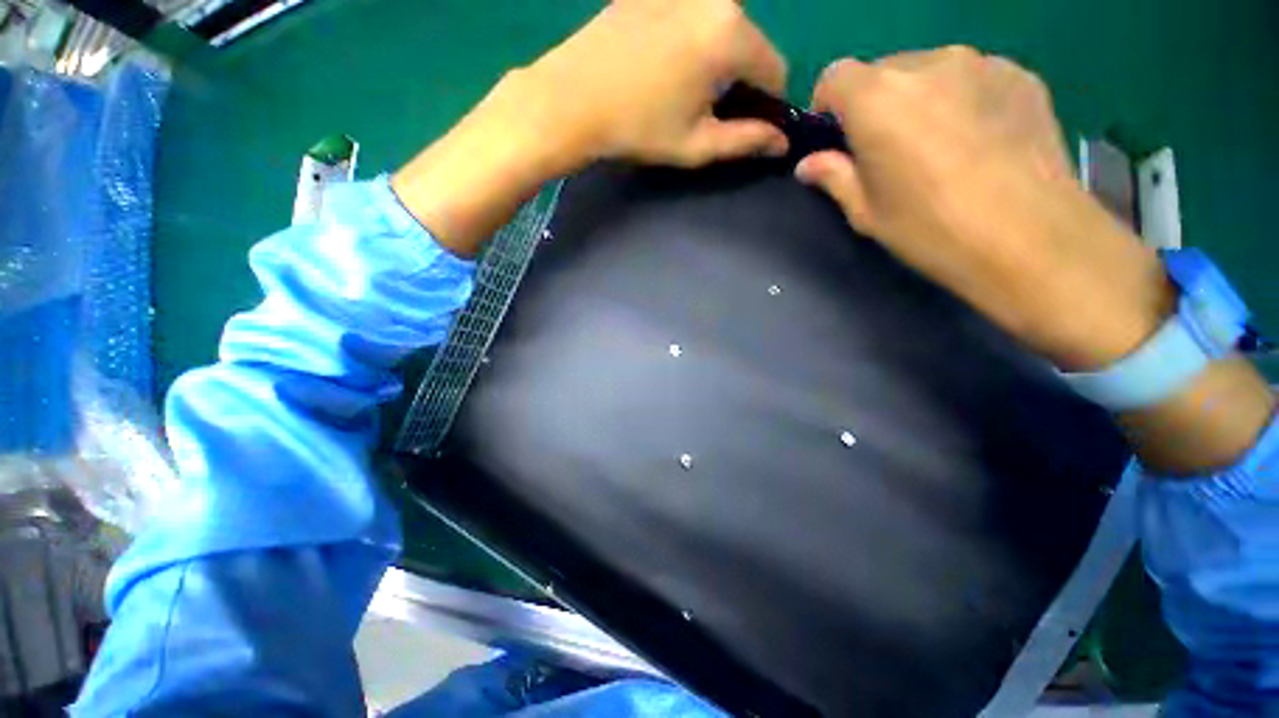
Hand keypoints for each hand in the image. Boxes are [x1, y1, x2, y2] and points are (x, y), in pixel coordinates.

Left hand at [515, 0, 789, 168]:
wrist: (571, 99)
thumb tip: (782, 141)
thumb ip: (745, 141)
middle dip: (740, 79)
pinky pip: (692, 16)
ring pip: (722, 28)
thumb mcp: (696, 145)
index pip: (775, 70)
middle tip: (706, 111)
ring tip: (681, 89)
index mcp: (730, 35)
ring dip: (716, 59)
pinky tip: (663, 65)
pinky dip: (691, 40)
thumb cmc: (638, 129)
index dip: (767, 104)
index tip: (745, 126)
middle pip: (750, 44)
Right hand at [794, 48, 1173, 370]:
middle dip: (875, 105)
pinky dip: (963, 99)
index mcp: (877, 98)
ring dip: (921, 99)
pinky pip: (973, 78)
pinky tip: (979, 141)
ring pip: (930, 71)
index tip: (836, 138)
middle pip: (884, 71)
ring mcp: (982, 63)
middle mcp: (928, 63)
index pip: (835, 76)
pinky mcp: (1021, 75)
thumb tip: (808, 165)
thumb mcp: (866, 211)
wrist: (1030, 238)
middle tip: (888, 150)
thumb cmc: (930, 227)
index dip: (828, 106)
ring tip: (939, 146)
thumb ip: (833, 177)